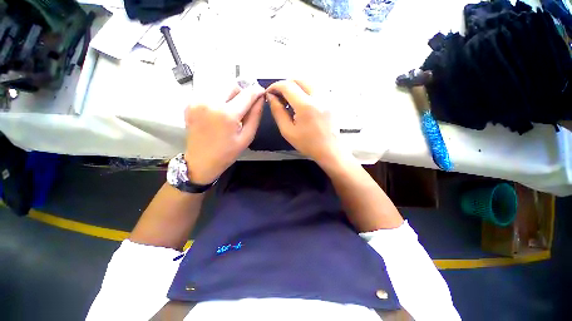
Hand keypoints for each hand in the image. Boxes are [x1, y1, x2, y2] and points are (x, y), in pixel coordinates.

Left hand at [184, 82, 263, 184]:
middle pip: (232, 85)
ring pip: (221, 88)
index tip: (261, 92)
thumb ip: (255, 116)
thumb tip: (260, 99)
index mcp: (227, 114)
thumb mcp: (247, 137)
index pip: (247, 94)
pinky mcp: (191, 103)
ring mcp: (198, 102)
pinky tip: (219, 114)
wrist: (201, 161)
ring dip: (230, 97)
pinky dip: (218, 100)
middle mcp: (211, 103)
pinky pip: (210, 94)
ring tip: (231, 113)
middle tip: (244, 107)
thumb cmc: (227, 153)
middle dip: (242, 93)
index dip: (257, 91)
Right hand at [267, 80, 342, 163]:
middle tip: (279, 96)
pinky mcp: (331, 100)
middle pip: (299, 79)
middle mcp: (318, 97)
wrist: (329, 150)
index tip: (269, 93)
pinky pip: (316, 87)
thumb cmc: (307, 144)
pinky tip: (302, 101)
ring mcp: (327, 97)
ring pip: (308, 81)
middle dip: (286, 84)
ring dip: (296, 86)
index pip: (288, 86)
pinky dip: (306, 89)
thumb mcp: (287, 131)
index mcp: (306, 106)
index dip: (275, 86)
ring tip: (290, 99)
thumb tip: (271, 97)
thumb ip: (278, 112)